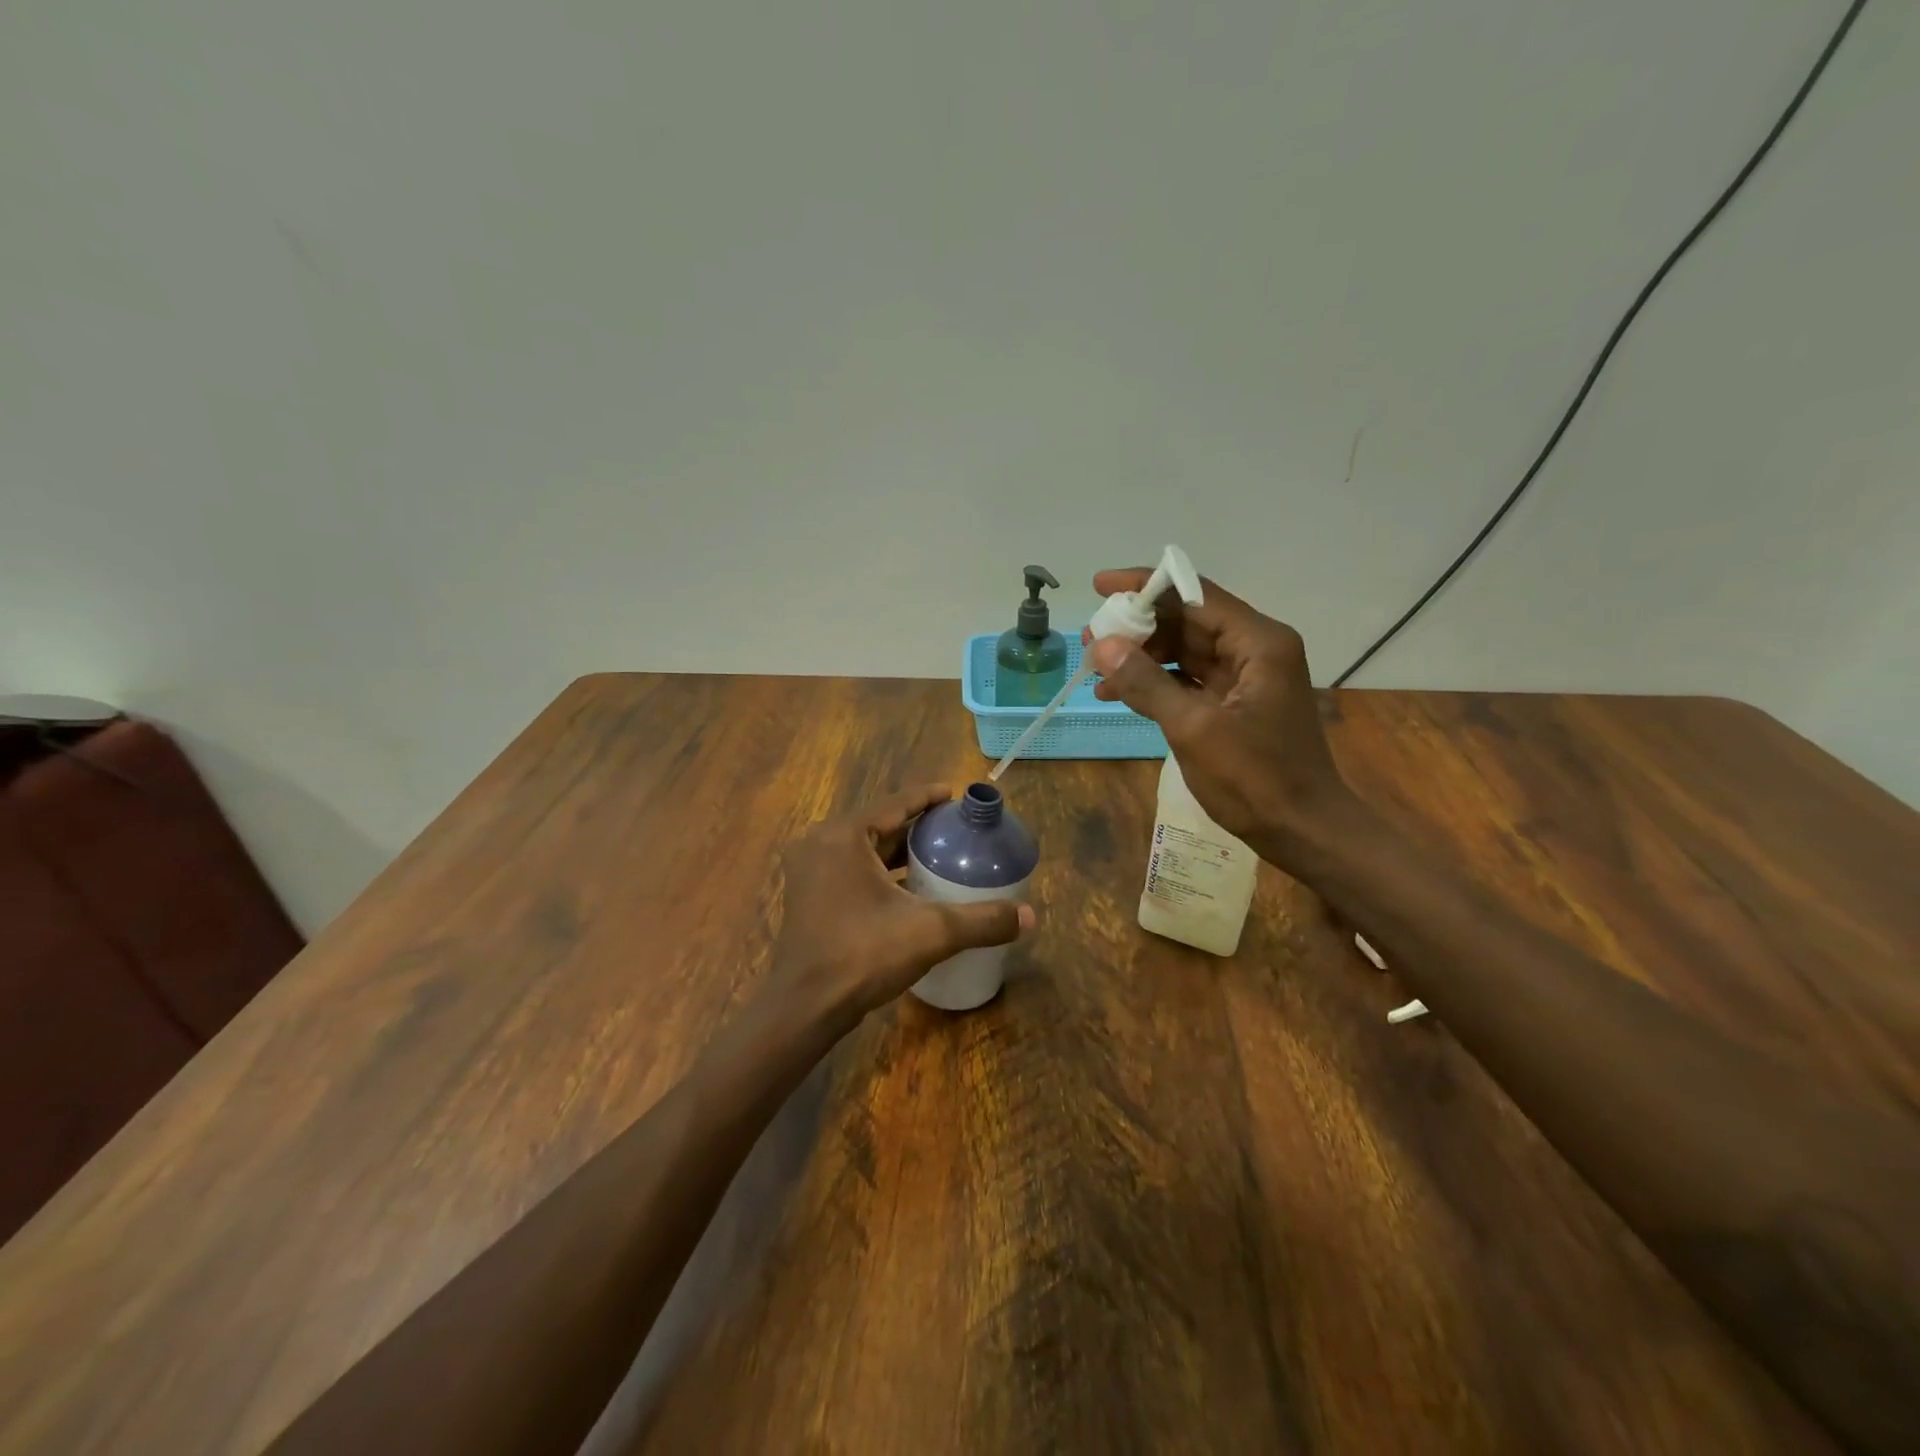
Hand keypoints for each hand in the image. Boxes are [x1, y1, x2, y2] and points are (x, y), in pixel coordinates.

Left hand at [773, 785, 1034, 1024]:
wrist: (804, 1007)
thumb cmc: (863, 955)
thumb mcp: (931, 932)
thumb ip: (981, 920)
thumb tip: (1030, 916)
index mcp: (844, 836)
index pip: (895, 803)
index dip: (928, 797)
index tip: (956, 795)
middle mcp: (822, 844)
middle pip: (879, 824)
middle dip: (917, 825)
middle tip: (954, 829)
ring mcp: (810, 871)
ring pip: (864, 849)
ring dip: (899, 849)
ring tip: (939, 854)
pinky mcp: (810, 896)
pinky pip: (852, 869)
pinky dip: (881, 871)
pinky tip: (910, 887)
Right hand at [1084, 570, 1365, 869]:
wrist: (1303, 830)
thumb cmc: (1256, 778)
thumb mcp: (1194, 728)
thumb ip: (1147, 683)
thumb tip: (1102, 645)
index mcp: (1258, 642)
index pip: (1194, 594)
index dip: (1145, 586)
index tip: (1100, 586)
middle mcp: (1254, 649)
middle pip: (1187, 620)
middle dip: (1137, 627)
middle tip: (1090, 637)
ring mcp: (1245, 677)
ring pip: (1184, 651)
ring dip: (1141, 657)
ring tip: (1096, 669)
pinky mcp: (1234, 703)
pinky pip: (1188, 679)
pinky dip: (1155, 683)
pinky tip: (1118, 694)